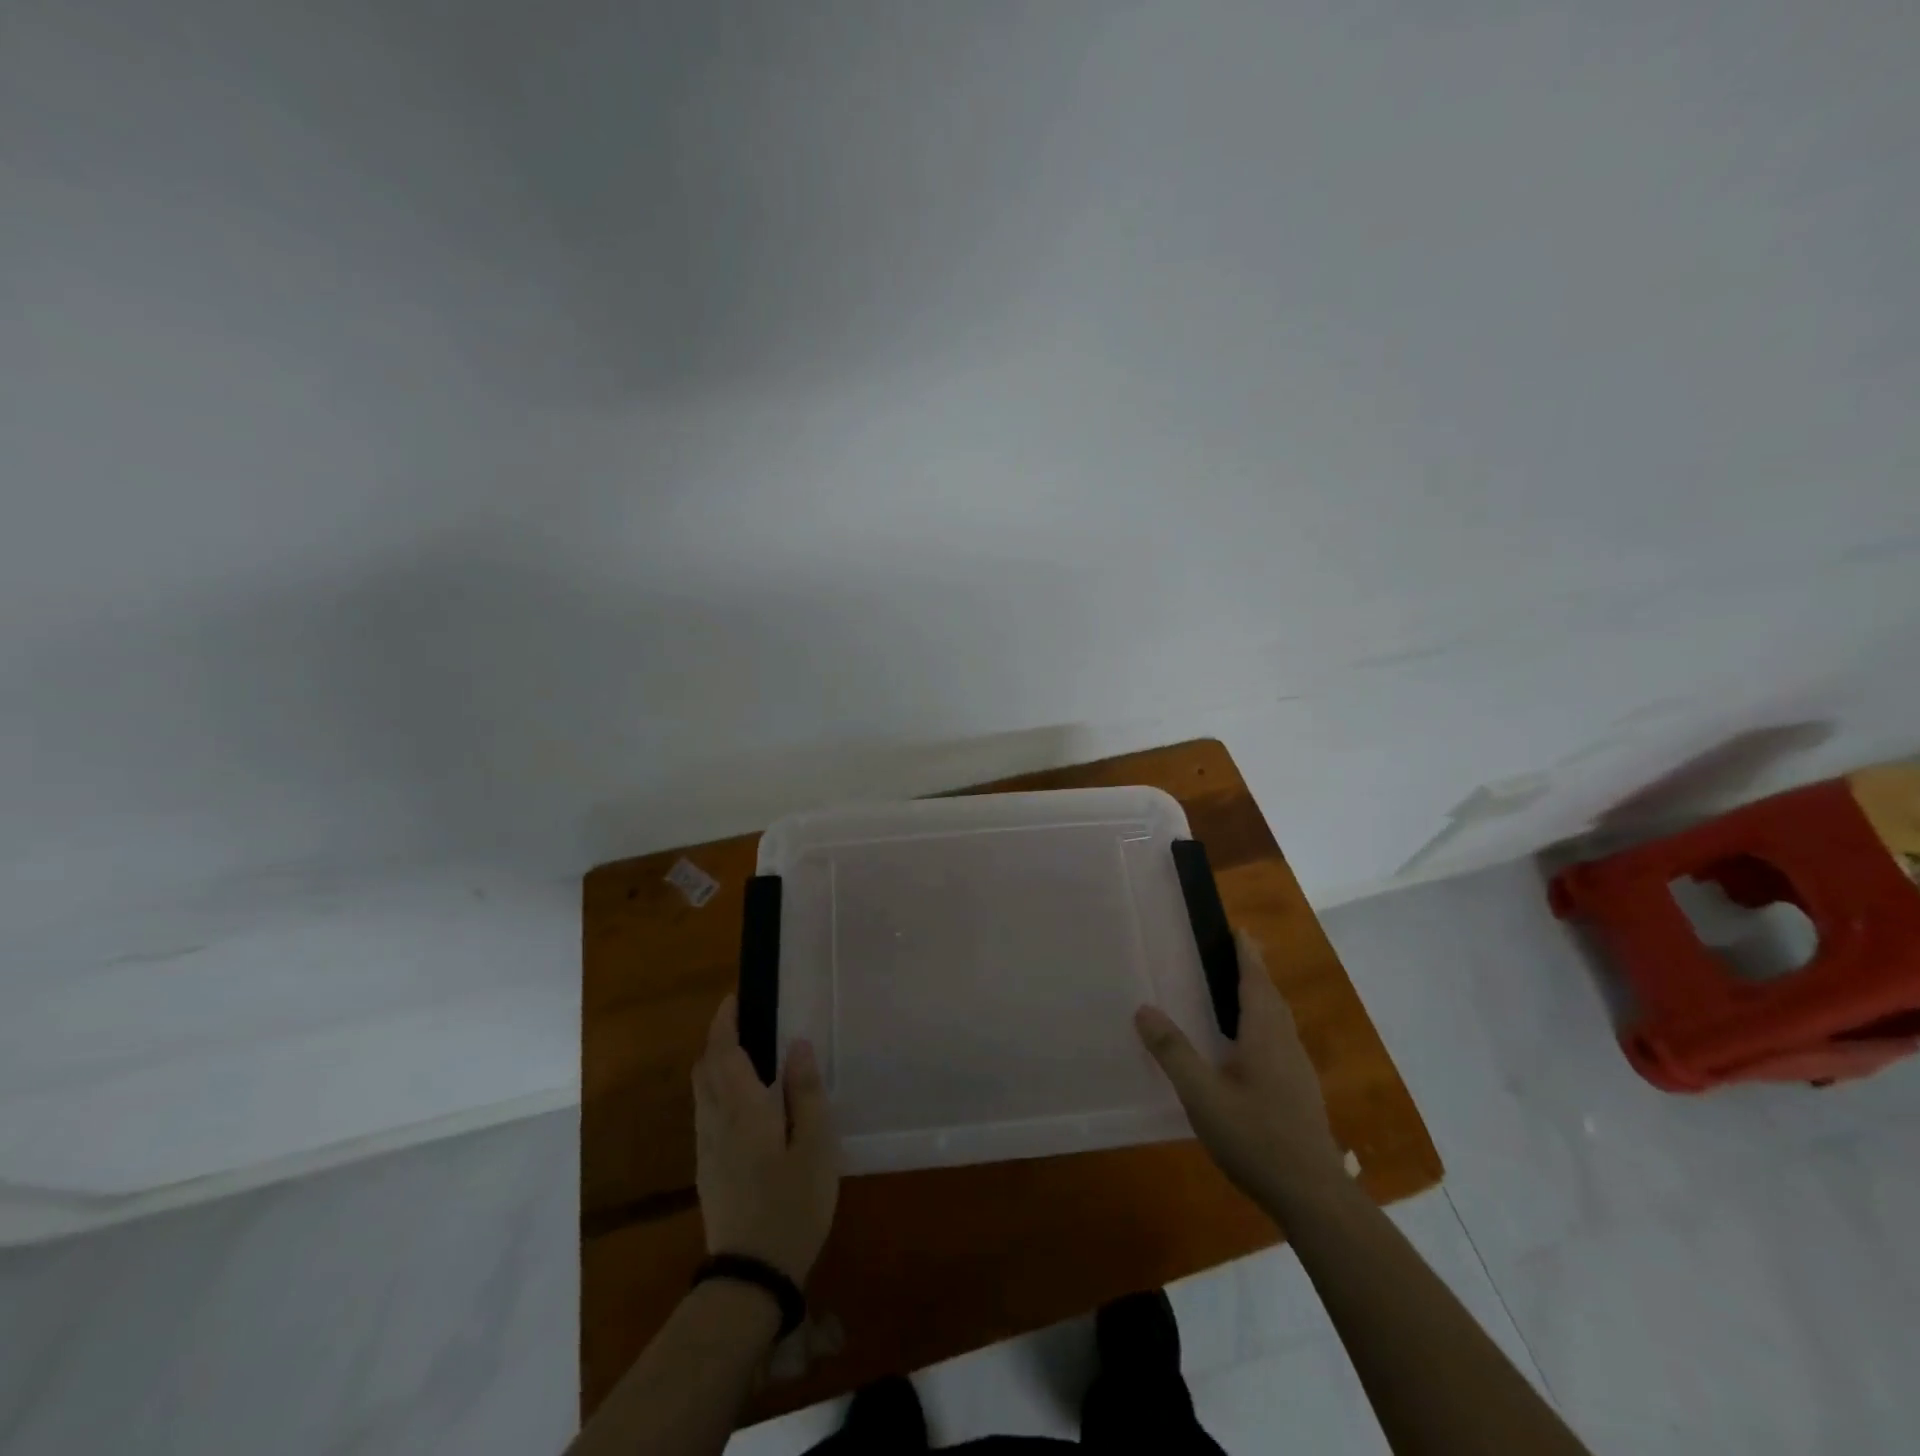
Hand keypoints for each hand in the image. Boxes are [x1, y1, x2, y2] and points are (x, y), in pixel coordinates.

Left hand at [692, 996, 840, 1284]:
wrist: (750, 1277)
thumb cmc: (791, 1205)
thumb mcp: (815, 1146)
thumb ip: (806, 1092)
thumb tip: (797, 1045)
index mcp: (741, 1109)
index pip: (723, 1052)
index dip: (725, 1021)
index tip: (736, 997)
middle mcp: (715, 1121)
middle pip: (705, 1068)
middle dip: (719, 1038)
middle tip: (749, 1022)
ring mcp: (706, 1148)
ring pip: (702, 1091)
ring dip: (717, 1063)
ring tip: (750, 1054)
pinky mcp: (707, 1169)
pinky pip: (707, 1113)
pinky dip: (719, 1089)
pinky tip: (747, 1102)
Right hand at [1135, 927, 1345, 1213]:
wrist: (1313, 1196)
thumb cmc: (1255, 1137)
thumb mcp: (1203, 1095)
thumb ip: (1173, 1052)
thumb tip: (1144, 1009)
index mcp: (1265, 1036)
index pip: (1255, 983)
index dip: (1246, 956)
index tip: (1239, 930)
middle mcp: (1286, 1046)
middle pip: (1271, 998)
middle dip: (1255, 972)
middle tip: (1237, 953)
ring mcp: (1298, 1072)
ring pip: (1279, 1022)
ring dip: (1262, 999)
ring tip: (1241, 992)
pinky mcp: (1301, 1095)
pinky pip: (1280, 1043)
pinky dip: (1264, 1026)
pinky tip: (1251, 1048)